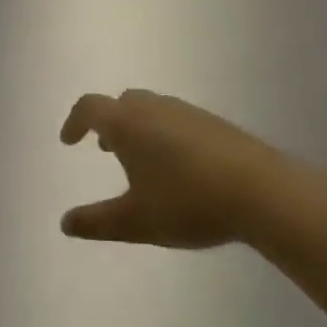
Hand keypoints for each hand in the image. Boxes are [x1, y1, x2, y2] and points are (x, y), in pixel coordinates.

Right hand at [58, 90, 290, 249]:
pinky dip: (164, 133)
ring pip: (152, 109)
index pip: (90, 108)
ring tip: (141, 161)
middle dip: (108, 123)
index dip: (74, 122)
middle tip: (105, 149)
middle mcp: (155, 108)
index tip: (69, 142)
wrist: (262, 191)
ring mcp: (188, 112)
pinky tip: (179, 166)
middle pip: (122, 103)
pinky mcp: (215, 123)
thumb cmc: (188, 202)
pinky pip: (177, 119)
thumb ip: (96, 222)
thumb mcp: (135, 222)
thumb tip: (65, 223)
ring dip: (138, 127)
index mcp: (128, 124)